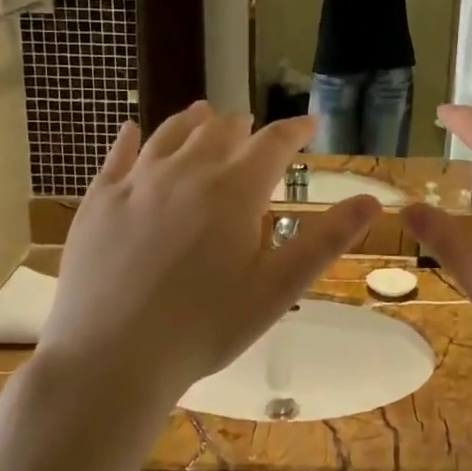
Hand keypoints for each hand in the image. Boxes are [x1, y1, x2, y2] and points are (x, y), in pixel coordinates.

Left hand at [37, 104, 378, 407]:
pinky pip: (117, 155)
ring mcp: (137, 182)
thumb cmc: (205, 327)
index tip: (309, 124)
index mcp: (235, 190)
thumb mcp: (277, 289)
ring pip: (171, 133)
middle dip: (244, 126)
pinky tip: (131, 130)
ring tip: (205, 113)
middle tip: (254, 129)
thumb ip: (325, 240)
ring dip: (194, 121)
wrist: (111, 357)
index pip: (274, 143)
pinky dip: (129, 137)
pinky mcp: (99, 200)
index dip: (295, 130)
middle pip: (221, 131)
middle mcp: (187, 171)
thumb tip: (372, 201)